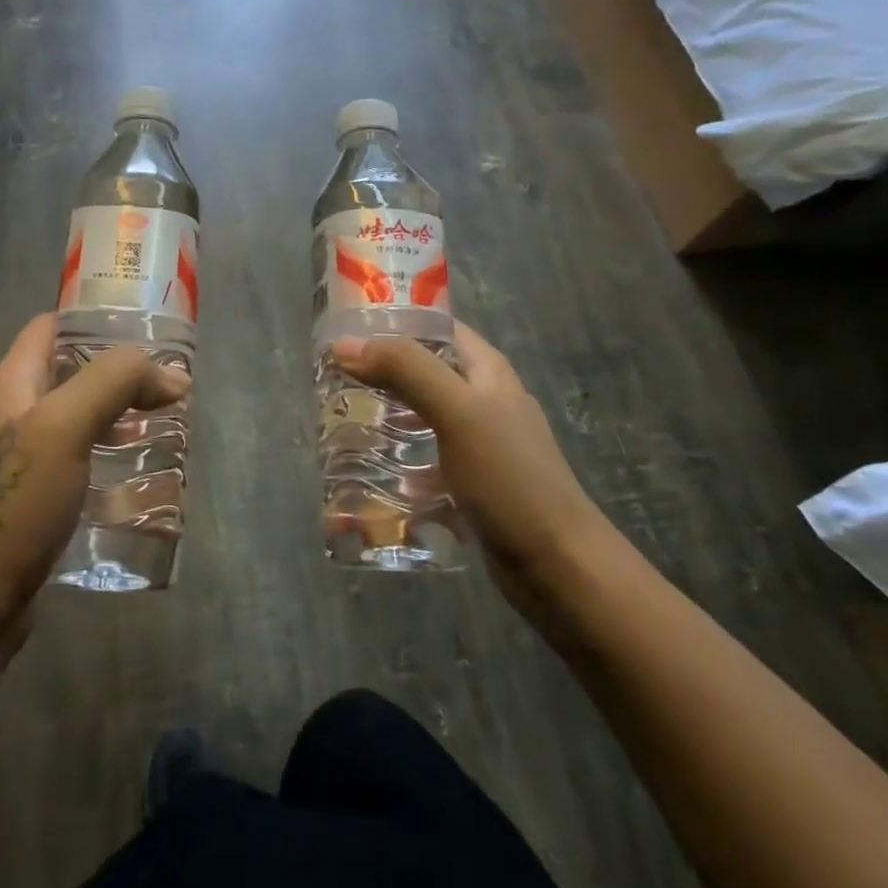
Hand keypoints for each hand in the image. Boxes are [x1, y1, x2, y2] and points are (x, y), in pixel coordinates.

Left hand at [0, 314, 188, 640]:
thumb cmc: (15, 503)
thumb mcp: (64, 426)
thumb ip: (115, 383)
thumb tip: (173, 375)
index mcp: (13, 384)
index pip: (51, 326)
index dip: (94, 317)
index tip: (146, 326)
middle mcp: (16, 413)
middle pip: (72, 371)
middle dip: (121, 371)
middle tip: (170, 382)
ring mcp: (26, 459)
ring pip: (81, 418)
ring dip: (122, 415)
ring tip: (168, 423)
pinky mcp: (39, 499)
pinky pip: (82, 460)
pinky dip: (113, 456)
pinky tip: (142, 475)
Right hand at [330, 321, 615, 612]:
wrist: (558, 567)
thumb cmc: (510, 478)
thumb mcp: (457, 411)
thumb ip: (405, 370)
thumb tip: (344, 344)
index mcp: (486, 370)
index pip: (435, 325)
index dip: (392, 320)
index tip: (343, 327)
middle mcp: (483, 398)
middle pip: (422, 369)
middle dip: (378, 370)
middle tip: (329, 377)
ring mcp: (477, 441)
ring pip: (419, 413)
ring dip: (382, 412)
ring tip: (337, 418)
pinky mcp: (468, 480)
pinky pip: (423, 455)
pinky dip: (395, 455)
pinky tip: (365, 467)